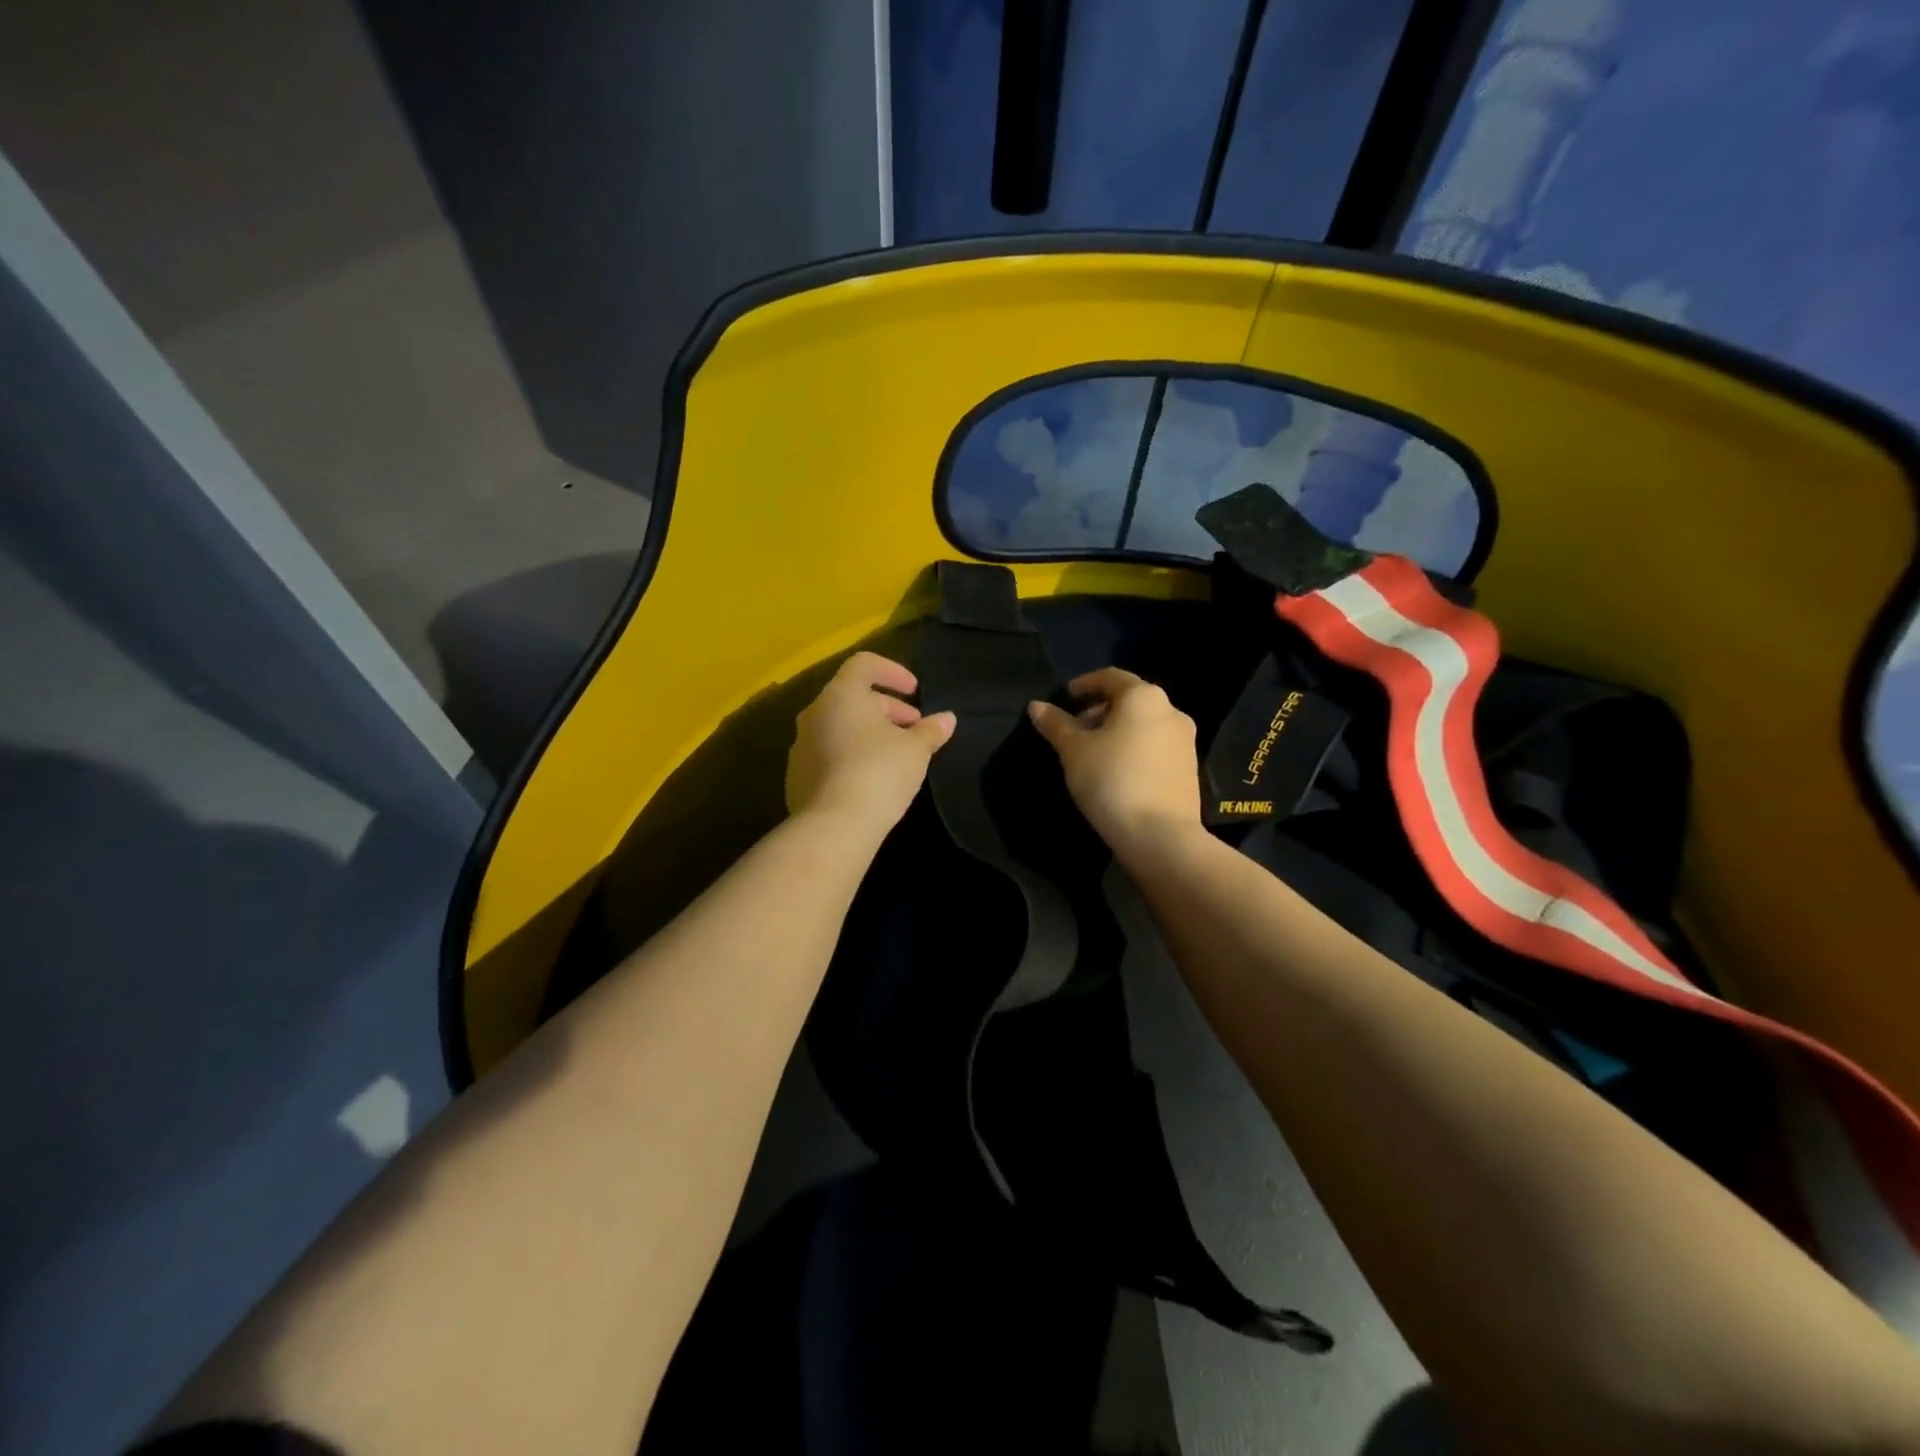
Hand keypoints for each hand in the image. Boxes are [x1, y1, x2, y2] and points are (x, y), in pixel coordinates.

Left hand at [786, 652, 955, 834]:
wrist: (834, 826)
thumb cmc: (879, 773)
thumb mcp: (916, 750)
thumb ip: (931, 730)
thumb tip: (947, 719)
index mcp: (841, 695)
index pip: (864, 664)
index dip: (893, 672)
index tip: (915, 692)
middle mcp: (814, 713)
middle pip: (853, 697)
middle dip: (887, 709)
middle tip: (914, 730)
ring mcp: (800, 745)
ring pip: (839, 726)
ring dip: (868, 733)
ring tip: (896, 756)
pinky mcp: (796, 775)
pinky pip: (827, 754)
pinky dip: (850, 756)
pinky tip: (871, 780)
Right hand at [1028, 668, 1201, 860]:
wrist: (1160, 836)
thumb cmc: (1112, 780)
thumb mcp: (1074, 751)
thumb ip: (1056, 725)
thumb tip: (1036, 706)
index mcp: (1143, 697)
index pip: (1110, 677)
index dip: (1085, 684)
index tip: (1066, 699)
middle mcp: (1171, 711)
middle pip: (1130, 700)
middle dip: (1100, 710)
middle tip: (1075, 730)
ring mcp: (1185, 741)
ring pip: (1144, 724)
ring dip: (1117, 731)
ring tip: (1092, 754)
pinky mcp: (1189, 768)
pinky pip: (1156, 747)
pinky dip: (1134, 749)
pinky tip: (1116, 772)